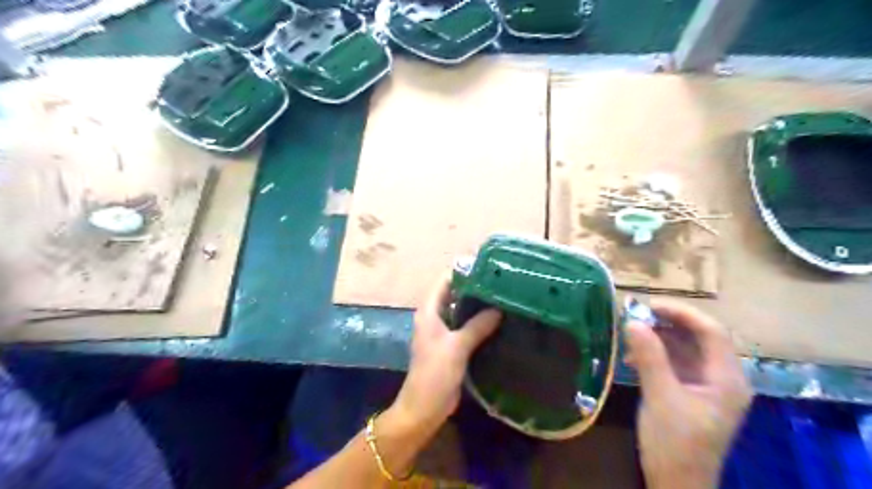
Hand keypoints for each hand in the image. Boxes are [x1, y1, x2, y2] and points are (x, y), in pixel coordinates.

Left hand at [391, 275, 503, 432]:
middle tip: (500, 282)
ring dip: (477, 305)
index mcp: (429, 311)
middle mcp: (435, 317)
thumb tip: (498, 308)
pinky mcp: (451, 346)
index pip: (444, 281)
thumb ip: (477, 326)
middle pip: (454, 294)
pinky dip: (478, 322)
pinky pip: (465, 327)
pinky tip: (498, 320)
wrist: (424, 407)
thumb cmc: (435, 373)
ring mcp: (443, 332)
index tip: (486, 267)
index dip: (462, 271)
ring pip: (461, 311)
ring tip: (503, 297)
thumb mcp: (457, 347)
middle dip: (474, 288)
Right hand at [624, 300, 753, 488]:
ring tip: (630, 333)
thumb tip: (632, 321)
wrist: (677, 484)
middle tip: (635, 315)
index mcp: (726, 379)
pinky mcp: (691, 392)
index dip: (682, 313)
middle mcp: (722, 378)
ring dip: (659, 338)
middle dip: (667, 323)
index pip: (712, 332)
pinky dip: (656, 354)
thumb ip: (649, 358)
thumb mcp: (660, 397)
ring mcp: (707, 386)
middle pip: (699, 337)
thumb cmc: (675, 444)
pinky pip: (676, 363)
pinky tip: (633, 357)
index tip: (649, 305)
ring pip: (686, 349)